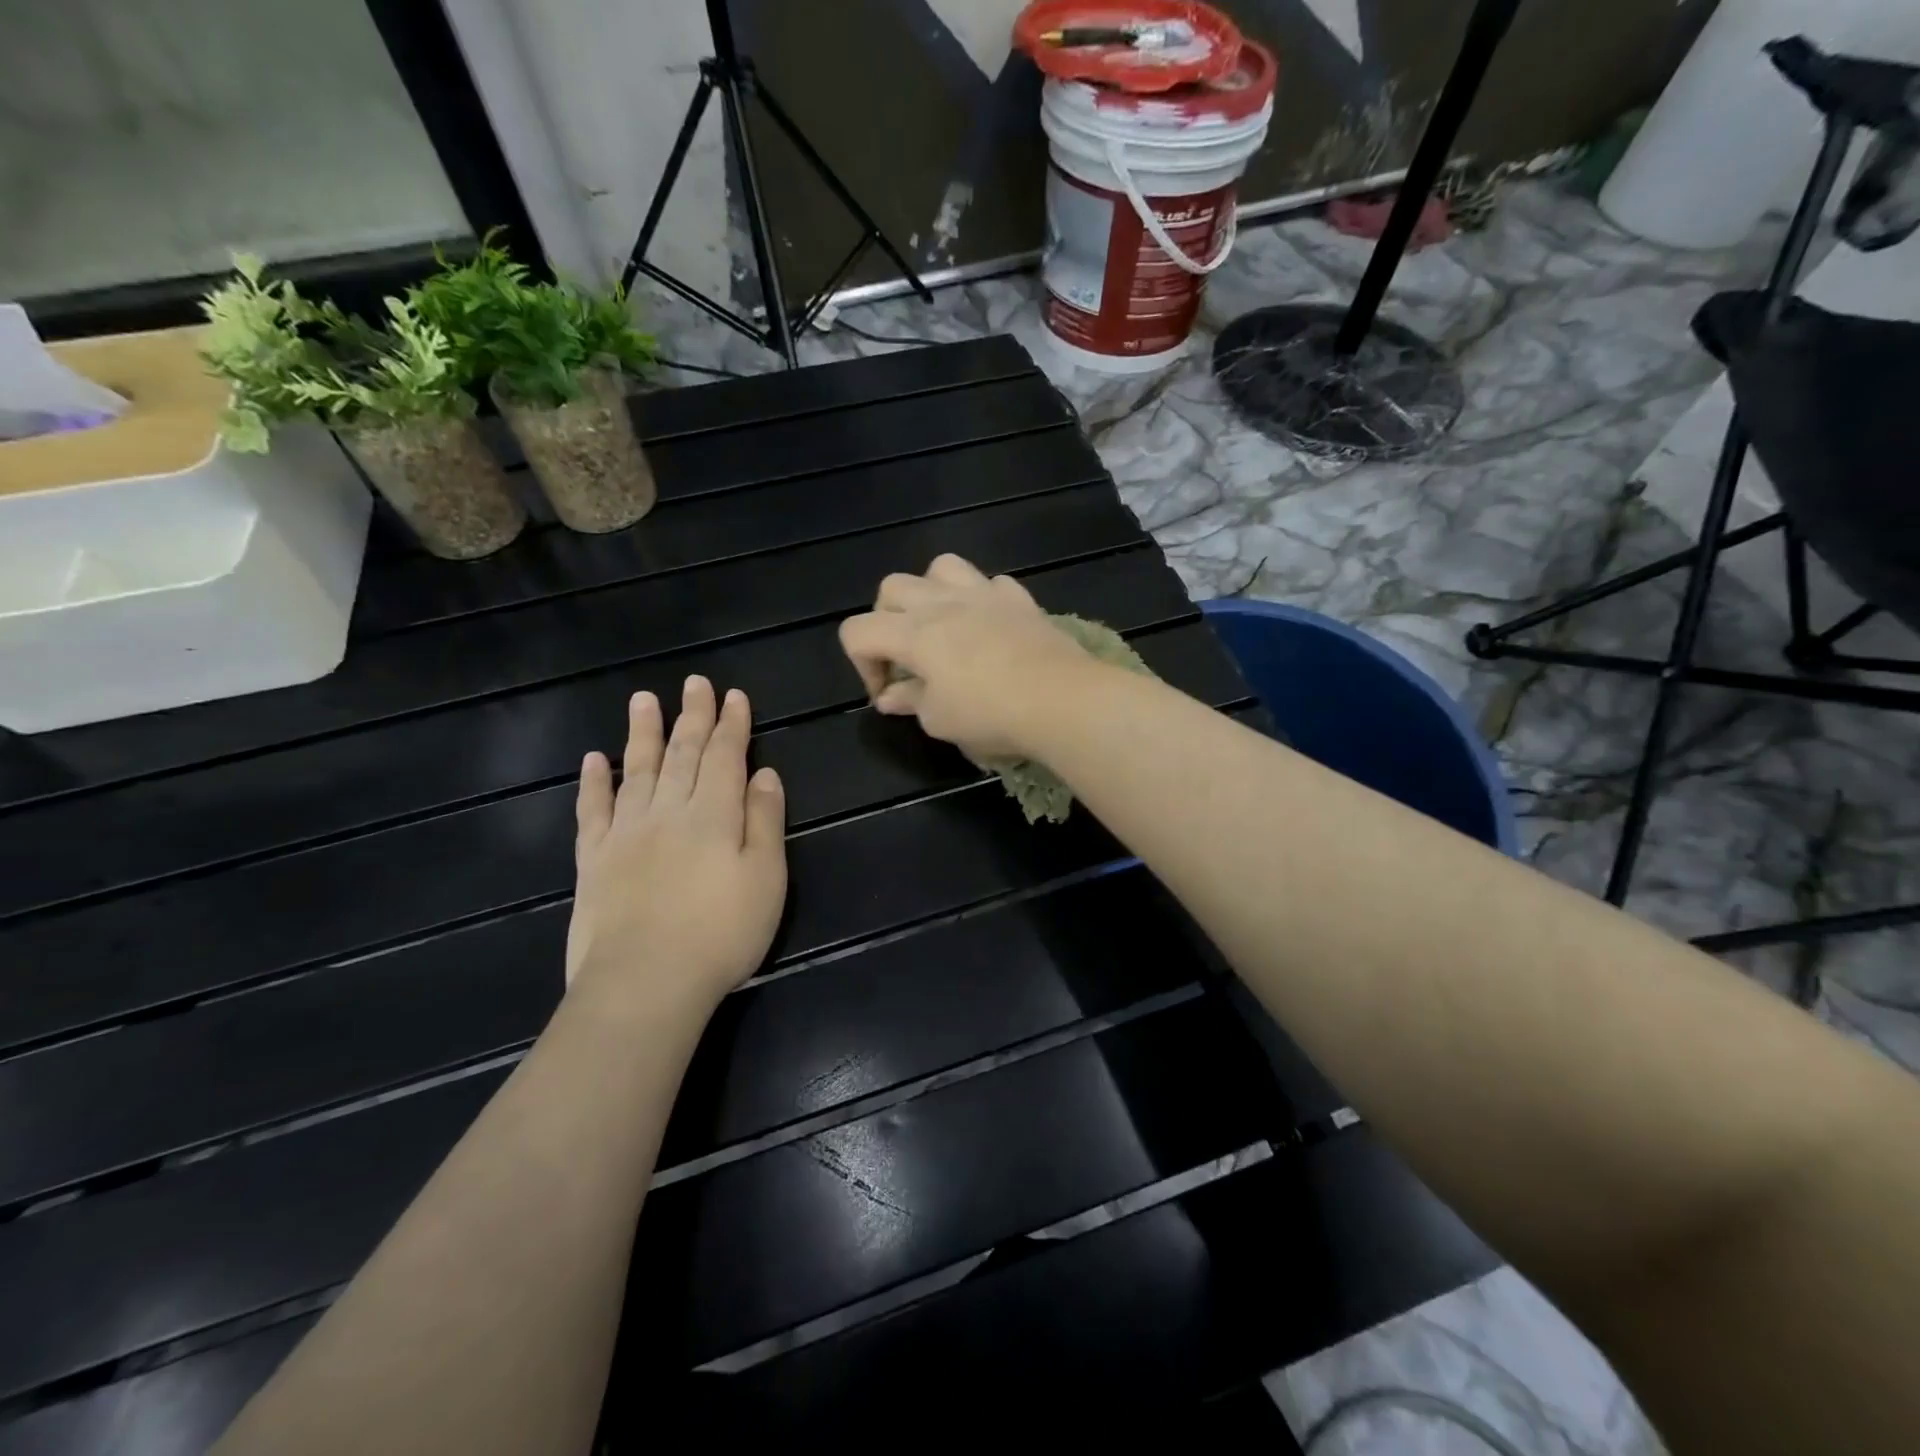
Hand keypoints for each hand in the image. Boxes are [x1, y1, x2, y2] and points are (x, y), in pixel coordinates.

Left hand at [567, 676, 786, 1010]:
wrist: (645, 983)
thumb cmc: (722, 933)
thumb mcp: (766, 878)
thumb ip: (764, 821)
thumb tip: (764, 773)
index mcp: (715, 814)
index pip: (726, 756)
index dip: (732, 724)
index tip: (734, 695)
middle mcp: (669, 811)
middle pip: (683, 753)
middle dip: (692, 716)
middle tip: (694, 683)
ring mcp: (626, 832)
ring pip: (637, 770)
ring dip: (643, 733)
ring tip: (644, 699)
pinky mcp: (594, 859)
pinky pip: (593, 810)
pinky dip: (594, 782)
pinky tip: (594, 760)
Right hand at [839, 554, 1098, 758]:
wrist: (1063, 699)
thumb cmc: (992, 714)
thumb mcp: (940, 720)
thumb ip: (910, 702)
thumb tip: (891, 697)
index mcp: (913, 633)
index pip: (858, 631)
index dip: (862, 665)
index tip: (887, 694)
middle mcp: (942, 602)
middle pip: (891, 589)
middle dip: (886, 622)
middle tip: (907, 658)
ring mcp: (984, 594)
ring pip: (940, 568)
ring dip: (930, 593)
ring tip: (942, 627)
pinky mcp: (1019, 599)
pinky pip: (990, 583)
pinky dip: (981, 600)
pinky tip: (989, 626)